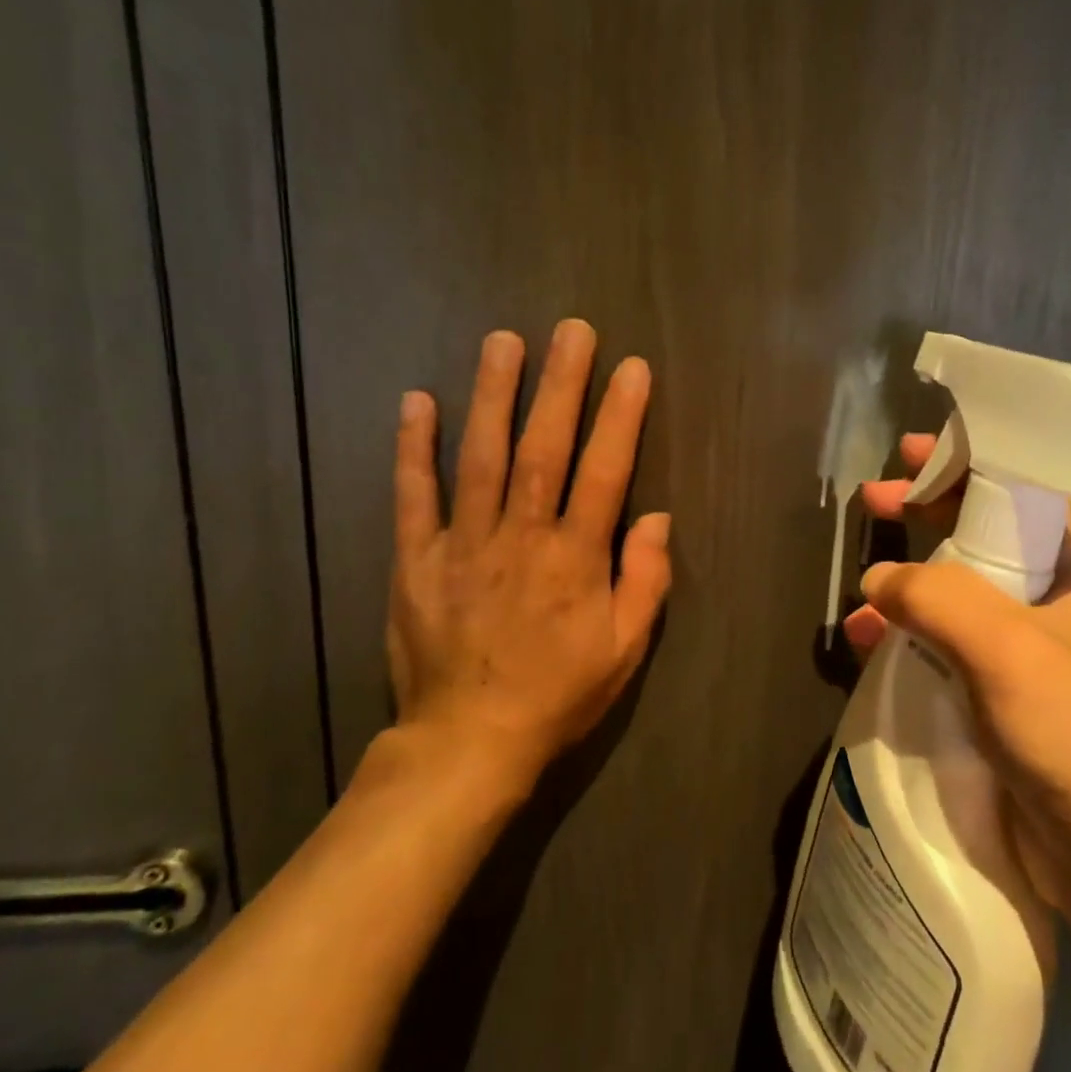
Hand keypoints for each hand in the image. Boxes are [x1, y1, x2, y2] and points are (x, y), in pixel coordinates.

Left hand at [385, 320, 672, 796]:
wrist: (469, 741)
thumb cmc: (558, 694)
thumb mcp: (625, 650)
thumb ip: (646, 581)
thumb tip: (657, 518)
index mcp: (575, 559)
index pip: (605, 472)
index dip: (620, 416)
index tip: (632, 368)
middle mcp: (521, 537)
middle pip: (543, 448)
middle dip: (561, 385)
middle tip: (572, 330)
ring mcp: (463, 544)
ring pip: (480, 457)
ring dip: (493, 395)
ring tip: (503, 341)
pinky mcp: (416, 560)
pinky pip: (413, 496)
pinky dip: (413, 448)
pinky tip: (417, 401)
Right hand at [843, 434, 1070, 908]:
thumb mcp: (1006, 647)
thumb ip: (935, 596)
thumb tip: (878, 580)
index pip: (1021, 492)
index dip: (967, 464)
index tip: (911, 454)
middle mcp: (1058, 604)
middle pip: (983, 538)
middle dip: (926, 516)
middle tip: (870, 502)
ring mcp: (1032, 655)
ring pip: (960, 596)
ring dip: (911, 584)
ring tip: (862, 588)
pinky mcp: (1006, 701)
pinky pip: (949, 650)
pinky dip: (910, 640)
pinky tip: (870, 645)